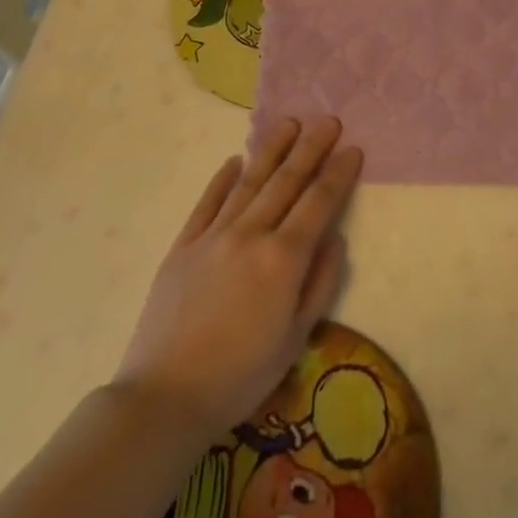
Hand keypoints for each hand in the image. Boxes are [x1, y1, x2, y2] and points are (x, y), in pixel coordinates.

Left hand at [114, 117, 361, 438]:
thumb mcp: (296, 338)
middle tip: (328, 120)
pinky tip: (234, 160)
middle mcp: (251, 234)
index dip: (338, 173)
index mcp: (283, 258)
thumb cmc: (240, 375)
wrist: (164, 396)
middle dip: (311, 147)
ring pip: (249, 181)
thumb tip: (335, 239)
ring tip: (289, 123)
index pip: (319, 202)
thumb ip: (320, 283)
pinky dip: (222, 179)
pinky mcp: (183, 245)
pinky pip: (207, 202)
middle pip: (287, 180)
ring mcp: (213, 236)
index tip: (353, 148)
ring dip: (272, 149)